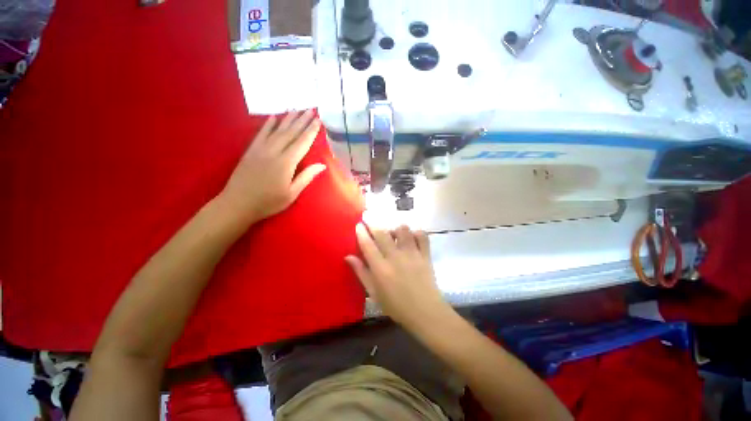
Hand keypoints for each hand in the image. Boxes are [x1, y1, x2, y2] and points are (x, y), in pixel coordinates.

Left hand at [219, 110, 325, 226]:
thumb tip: (322, 165)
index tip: (318, 120)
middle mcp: (274, 151)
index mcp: (286, 163)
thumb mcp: (292, 193)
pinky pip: (261, 133)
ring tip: (297, 108)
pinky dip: (269, 124)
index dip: (311, 131)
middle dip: (302, 120)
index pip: (302, 143)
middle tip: (311, 109)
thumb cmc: (268, 202)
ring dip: (288, 118)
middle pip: (291, 133)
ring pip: (277, 130)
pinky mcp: (251, 150)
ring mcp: (260, 149)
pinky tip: (274, 116)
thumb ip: (306, 177)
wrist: (237, 203)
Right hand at [345, 224, 450, 330]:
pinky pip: (422, 235)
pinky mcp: (425, 254)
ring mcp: (412, 254)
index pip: (368, 244)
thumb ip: (361, 273)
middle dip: (373, 223)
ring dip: (395, 228)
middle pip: (382, 233)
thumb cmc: (396, 306)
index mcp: (381, 268)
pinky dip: (416, 233)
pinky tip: (412, 237)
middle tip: (369, 217)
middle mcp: (395, 257)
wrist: (425, 312)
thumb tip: (348, 257)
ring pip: (403, 230)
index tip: (359, 224)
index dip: (362, 232)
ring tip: (393, 233)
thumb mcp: (374, 293)